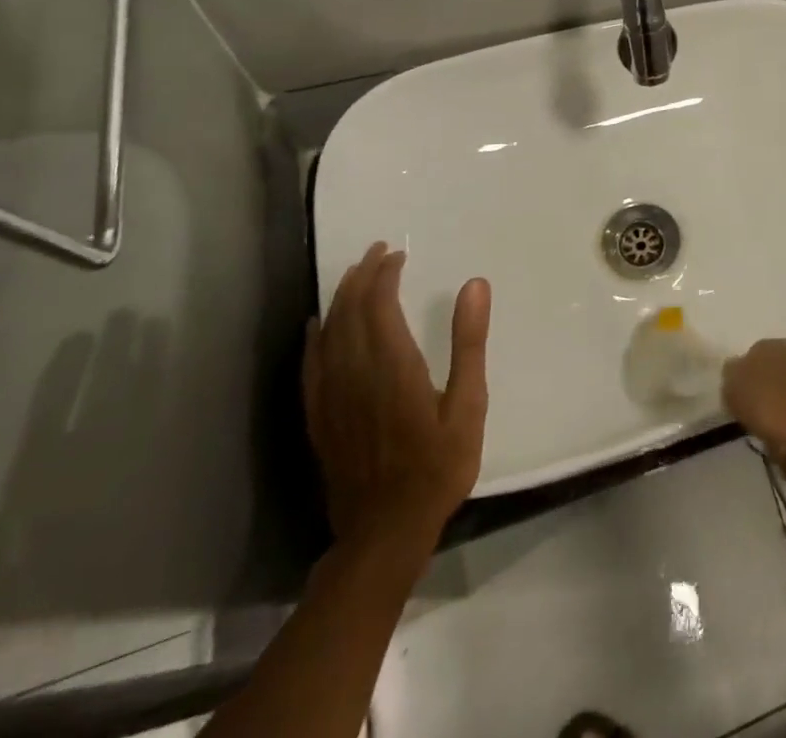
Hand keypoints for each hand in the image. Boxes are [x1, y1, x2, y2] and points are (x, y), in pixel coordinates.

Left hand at [302, 242, 490, 554]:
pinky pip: (311, 367)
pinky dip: (314, 339)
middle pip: (349, 313)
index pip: (380, 305)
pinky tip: (317, 327)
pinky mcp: (320, 419)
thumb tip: (475, 285)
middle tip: (375, 252)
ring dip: (340, 300)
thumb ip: (469, 343)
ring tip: (352, 276)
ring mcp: (332, 398)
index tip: (398, 256)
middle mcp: (355, 374)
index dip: (385, 275)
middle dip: (361, 277)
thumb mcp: (469, 405)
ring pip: (328, 335)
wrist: (385, 533)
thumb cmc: (438, 467)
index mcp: (393, 367)